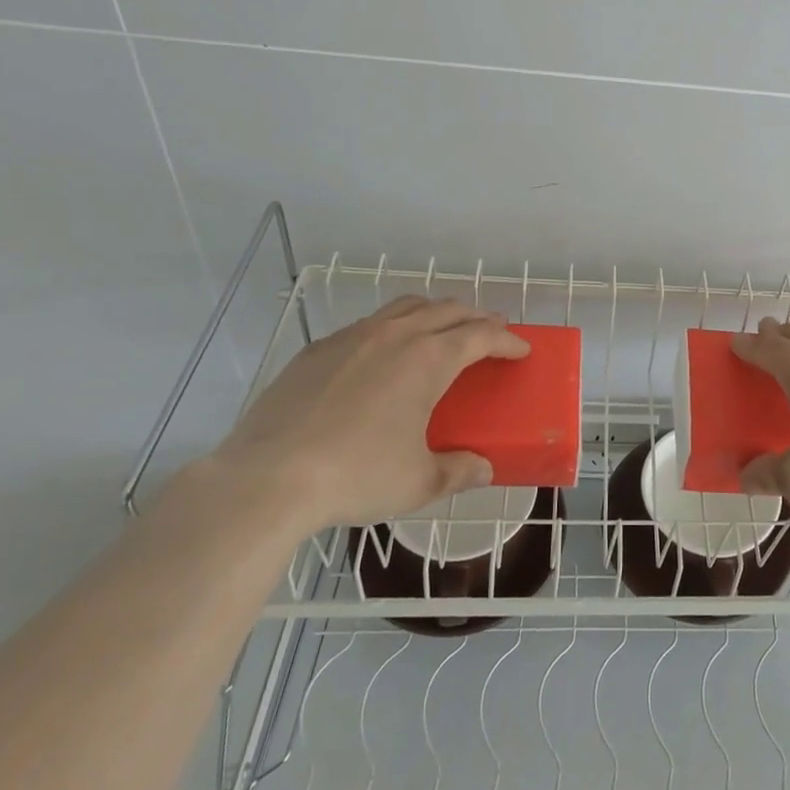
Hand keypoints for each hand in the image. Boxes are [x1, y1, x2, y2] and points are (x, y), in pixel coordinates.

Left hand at [209, 296, 529, 533]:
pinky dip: (392, 328)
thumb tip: (483, 469)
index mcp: (430, 359)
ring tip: (442, 330)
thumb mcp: (418, 482)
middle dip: (477, 317)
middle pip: (449, 309)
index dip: (507, 340)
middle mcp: (397, 335)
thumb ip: (458, 471)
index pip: (482, 335)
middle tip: (490, 333)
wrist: (267, 479)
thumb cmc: (356, 477)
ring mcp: (354, 337)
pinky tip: (383, 355)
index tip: (521, 349)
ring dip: (435, 312)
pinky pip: (368, 324)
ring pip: (406, 306)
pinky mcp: (318, 349)